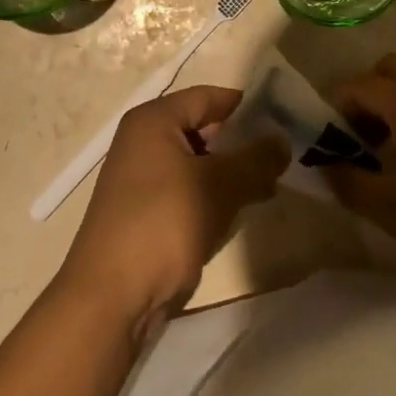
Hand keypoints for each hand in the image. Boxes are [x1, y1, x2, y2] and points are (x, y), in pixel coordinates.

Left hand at [56, 85, 286, 336]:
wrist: (111, 299)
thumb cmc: (163, 223)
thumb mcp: (217, 186)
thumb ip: (255, 160)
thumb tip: (284, 140)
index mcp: (153, 121)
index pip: (208, 97)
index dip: (245, 105)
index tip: (283, 117)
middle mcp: (143, 142)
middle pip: (202, 129)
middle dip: (241, 143)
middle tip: (282, 156)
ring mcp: (141, 180)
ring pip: (197, 164)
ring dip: (230, 173)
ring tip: (270, 185)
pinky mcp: (145, 213)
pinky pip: (186, 191)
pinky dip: (212, 196)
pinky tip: (240, 212)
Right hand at [325, 54, 395, 309]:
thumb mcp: (393, 212)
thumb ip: (350, 183)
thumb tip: (325, 164)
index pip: (359, 85)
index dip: (336, 110)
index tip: (334, 146)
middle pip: (389, 70)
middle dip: (366, 97)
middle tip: (361, 141)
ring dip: (394, 105)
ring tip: (392, 154)